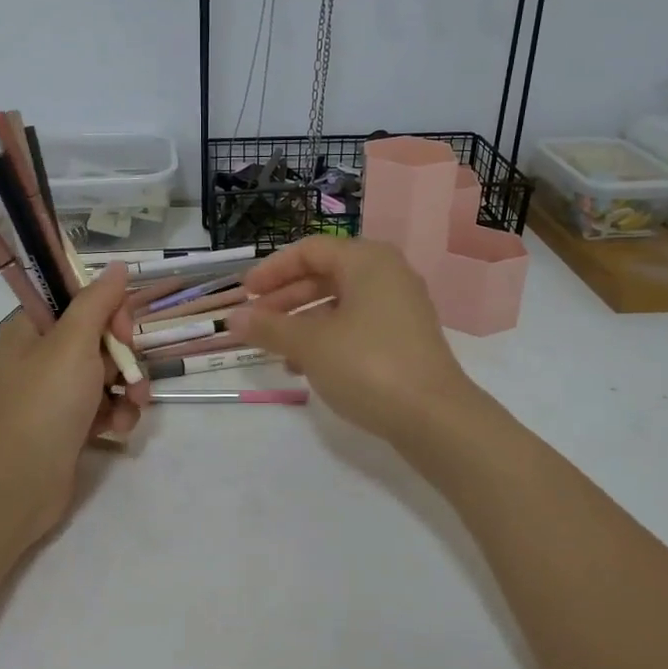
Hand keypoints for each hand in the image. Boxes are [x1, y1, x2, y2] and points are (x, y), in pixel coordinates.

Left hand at [0, 263, 146, 542]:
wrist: (19, 485)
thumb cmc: (44, 404)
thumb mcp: (73, 343)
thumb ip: (98, 301)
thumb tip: (118, 266)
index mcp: (32, 328)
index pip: (80, 301)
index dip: (108, 313)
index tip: (121, 332)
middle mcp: (41, 355)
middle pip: (99, 338)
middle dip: (124, 357)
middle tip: (131, 375)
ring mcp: (54, 392)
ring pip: (107, 373)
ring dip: (127, 388)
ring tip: (133, 406)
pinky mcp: (68, 424)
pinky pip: (103, 405)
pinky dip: (116, 414)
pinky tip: (118, 429)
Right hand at [228, 236, 474, 446]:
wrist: (435, 418)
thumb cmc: (368, 365)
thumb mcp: (309, 345)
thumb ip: (269, 327)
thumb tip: (232, 318)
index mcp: (367, 261)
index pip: (309, 250)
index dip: (272, 270)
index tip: (244, 294)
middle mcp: (387, 275)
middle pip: (324, 275)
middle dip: (285, 298)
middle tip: (255, 321)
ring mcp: (400, 307)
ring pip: (339, 303)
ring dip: (302, 322)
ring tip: (275, 349)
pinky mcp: (405, 338)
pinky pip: (356, 325)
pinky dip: (327, 338)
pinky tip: (305, 367)